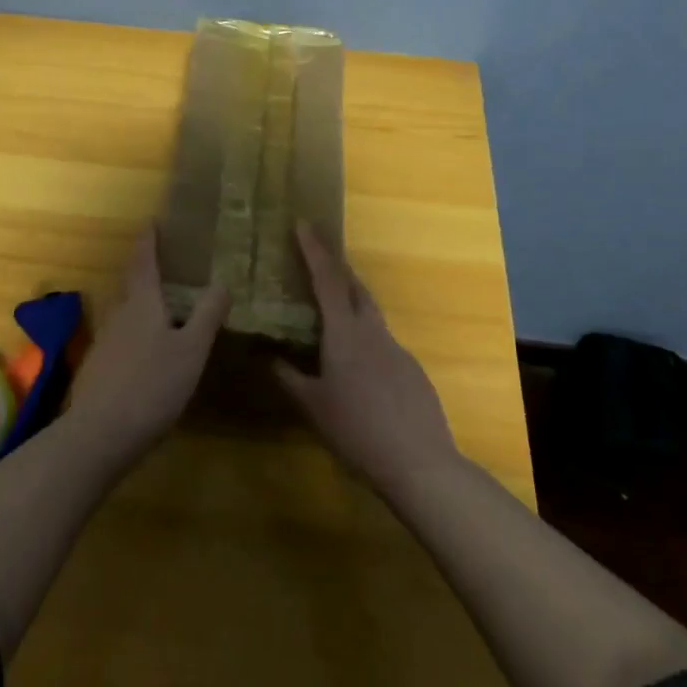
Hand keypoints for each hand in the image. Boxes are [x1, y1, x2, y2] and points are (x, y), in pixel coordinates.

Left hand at [70, 227, 229, 461]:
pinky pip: (121, 332)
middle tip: (164, 259)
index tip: (153, 221)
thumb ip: (207, 315)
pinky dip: (136, 326)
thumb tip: (222, 281)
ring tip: (162, 299)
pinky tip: (148, 345)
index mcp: (141, 301)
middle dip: (144, 267)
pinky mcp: (99, 365)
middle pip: (130, 282)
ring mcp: (105, 339)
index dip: (149, 239)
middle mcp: (119, 312)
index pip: (143, 259)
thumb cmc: (151, 385)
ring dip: (140, 298)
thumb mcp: (191, 350)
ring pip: (124, 308)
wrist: (99, 433)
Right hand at [276, 222, 458, 495]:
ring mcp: (396, 348)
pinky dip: (365, 334)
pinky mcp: (411, 368)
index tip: (304, 224)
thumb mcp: (313, 407)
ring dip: (351, 299)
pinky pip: (382, 339)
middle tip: (317, 257)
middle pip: (355, 286)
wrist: (419, 463)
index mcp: (345, 334)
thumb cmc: (357, 431)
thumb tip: (267, 356)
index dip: (314, 250)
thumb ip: (289, 378)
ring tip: (332, 310)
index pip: (327, 280)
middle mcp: (372, 331)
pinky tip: (359, 364)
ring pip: (370, 312)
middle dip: (336, 266)